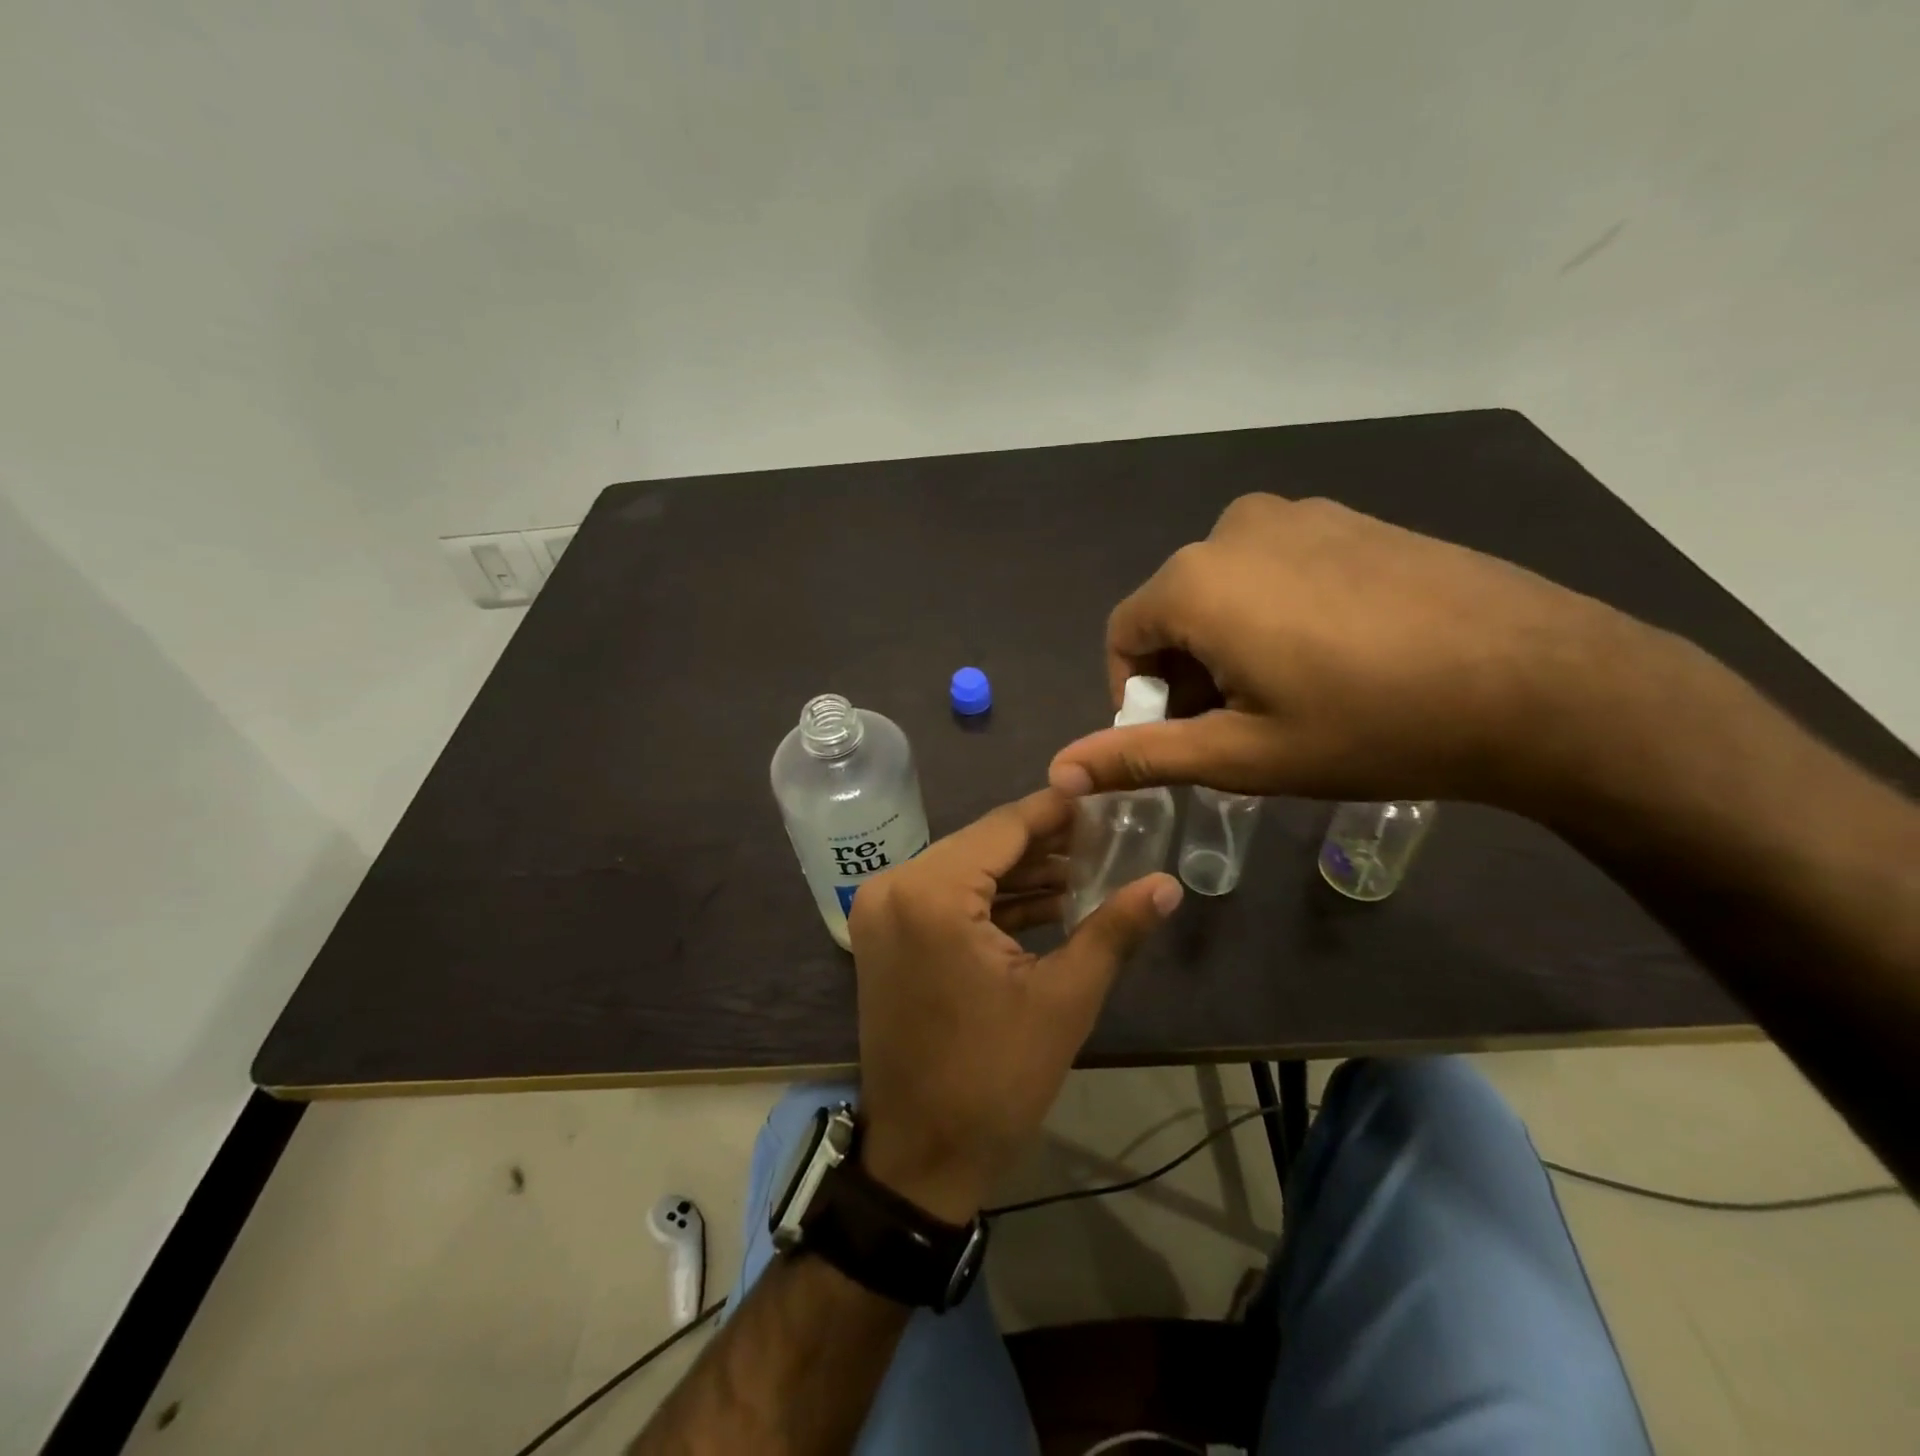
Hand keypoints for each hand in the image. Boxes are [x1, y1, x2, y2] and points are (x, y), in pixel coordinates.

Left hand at [846, 788, 1181, 1223]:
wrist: (922, 1156)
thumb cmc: (994, 1078)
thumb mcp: (1064, 999)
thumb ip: (1114, 929)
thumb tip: (1167, 884)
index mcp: (932, 893)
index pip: (1004, 826)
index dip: (1058, 810)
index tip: (1103, 796)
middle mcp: (895, 886)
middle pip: (982, 844)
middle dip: (1044, 843)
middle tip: (1106, 836)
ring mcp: (882, 910)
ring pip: (964, 869)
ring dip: (1020, 872)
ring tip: (1087, 868)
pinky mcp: (884, 934)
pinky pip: (945, 897)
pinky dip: (991, 899)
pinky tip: (1046, 901)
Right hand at [1048, 494, 1671, 807]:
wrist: (1539, 682)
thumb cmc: (1370, 726)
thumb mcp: (1242, 755)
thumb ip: (1140, 756)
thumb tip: (1059, 771)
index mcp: (1195, 581)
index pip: (1122, 636)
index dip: (1137, 696)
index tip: (1181, 740)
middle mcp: (1234, 529)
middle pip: (1174, 611)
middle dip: (1186, 672)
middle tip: (1237, 729)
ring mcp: (1301, 515)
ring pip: (1227, 589)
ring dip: (1230, 645)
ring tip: (1288, 698)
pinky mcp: (1352, 520)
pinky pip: (1279, 568)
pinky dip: (1278, 615)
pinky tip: (1336, 659)